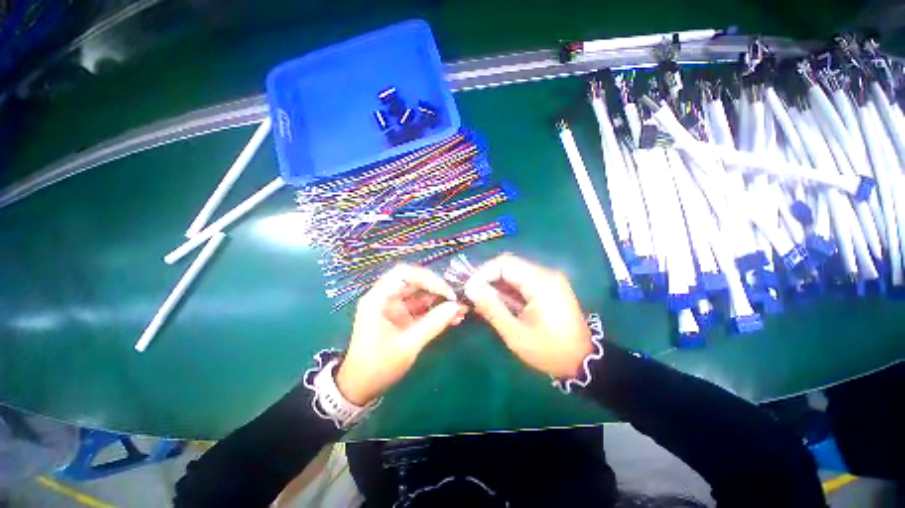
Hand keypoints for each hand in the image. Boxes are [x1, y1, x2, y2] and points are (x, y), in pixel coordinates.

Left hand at [336, 264, 467, 404]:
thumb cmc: (378, 366)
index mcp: (378, 299)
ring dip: (440, 300)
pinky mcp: (402, 317)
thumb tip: (457, 307)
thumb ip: (433, 324)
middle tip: (456, 299)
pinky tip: (453, 318)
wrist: (361, 388)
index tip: (445, 291)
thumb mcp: (407, 346)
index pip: (403, 274)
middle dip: (437, 289)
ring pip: (421, 294)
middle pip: (414, 282)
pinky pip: (421, 308)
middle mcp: (386, 297)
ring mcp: (395, 307)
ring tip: (460, 310)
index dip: (426, 278)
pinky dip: (436, 311)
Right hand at [463, 254, 594, 378]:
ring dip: (496, 284)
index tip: (469, 290)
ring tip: (484, 302)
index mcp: (540, 282)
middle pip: (508, 264)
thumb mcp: (515, 333)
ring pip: (514, 271)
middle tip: (474, 296)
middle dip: (487, 278)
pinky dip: (507, 289)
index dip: (482, 273)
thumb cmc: (549, 350)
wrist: (582, 361)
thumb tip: (470, 289)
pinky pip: (522, 280)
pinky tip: (500, 303)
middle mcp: (546, 274)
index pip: (504, 263)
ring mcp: (549, 279)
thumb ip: (492, 308)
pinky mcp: (549, 286)